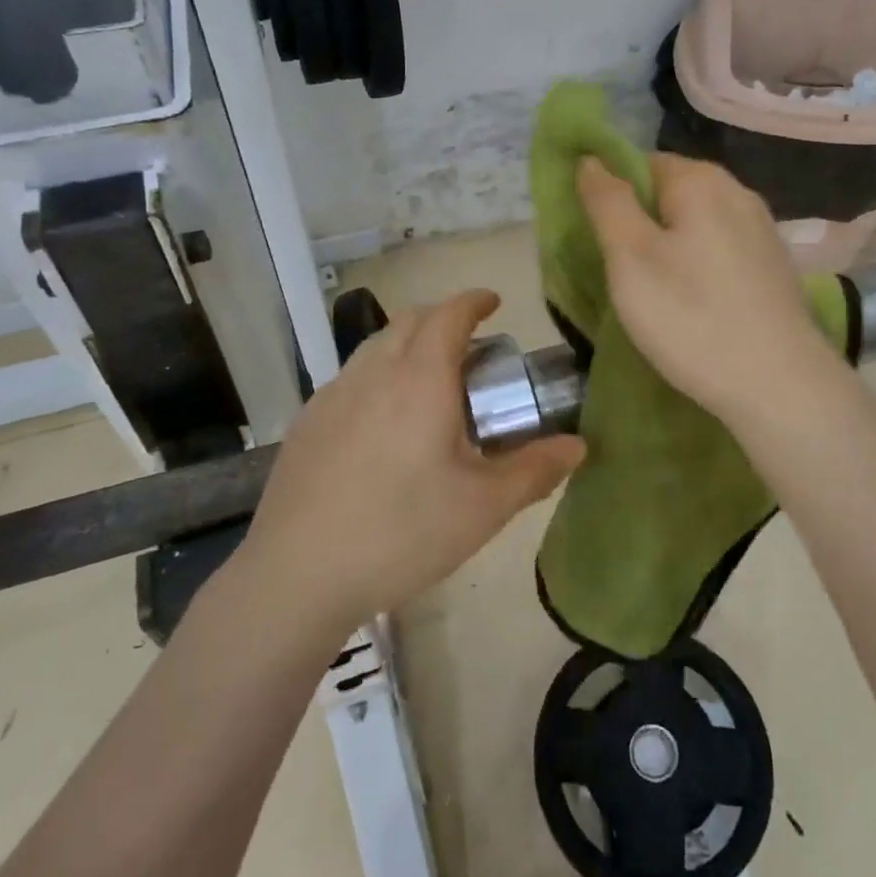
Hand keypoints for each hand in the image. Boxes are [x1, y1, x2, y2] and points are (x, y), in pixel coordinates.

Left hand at [235, 289, 585, 636]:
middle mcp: (373, 372)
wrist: (297, 575)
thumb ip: (535, 470)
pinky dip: (378, 374)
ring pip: (375, 346)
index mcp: (420, 379)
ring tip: (429, 380)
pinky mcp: (307, 423)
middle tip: (470, 345)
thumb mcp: (483, 507)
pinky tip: (383, 422)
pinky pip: (350, 377)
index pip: (449, 315)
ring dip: (407, 343)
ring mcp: (332, 395)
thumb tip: (578, 446)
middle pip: (409, 320)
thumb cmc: (402, 532)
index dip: (474, 301)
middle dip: (442, 318)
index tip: (493, 302)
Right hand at [576, 153, 843, 427]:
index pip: (640, 163)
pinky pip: (722, 251)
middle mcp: (738, 192)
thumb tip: (591, 159)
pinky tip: (694, 304)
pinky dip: (700, 267)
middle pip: (671, 192)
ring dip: (670, 247)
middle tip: (621, 273)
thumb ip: (607, 202)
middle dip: (641, 224)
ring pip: (697, 224)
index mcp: (701, 180)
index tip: (599, 240)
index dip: (612, 195)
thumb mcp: (630, 258)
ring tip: (654, 293)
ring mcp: (762, 230)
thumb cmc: (691, 317)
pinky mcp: (774, 267)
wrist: (779, 385)